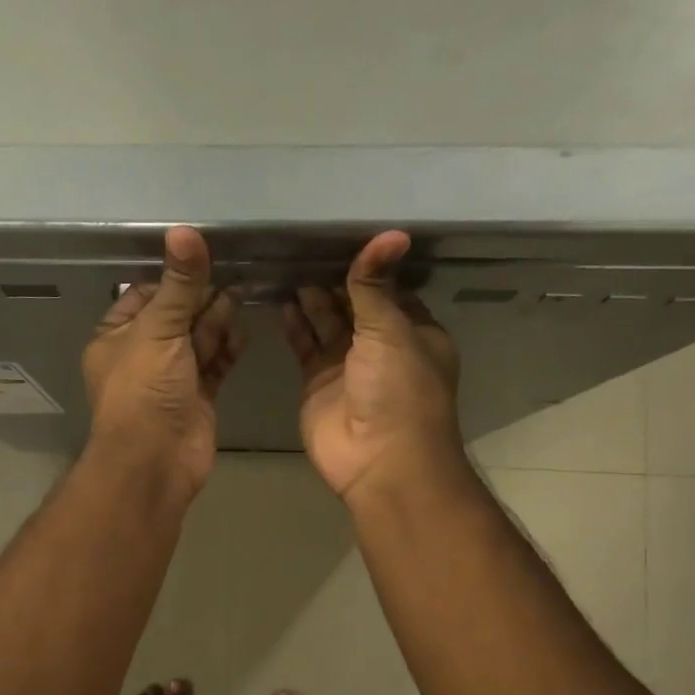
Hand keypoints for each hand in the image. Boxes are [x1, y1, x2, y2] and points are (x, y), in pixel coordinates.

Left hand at [83, 227, 244, 494]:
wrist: (155, 461)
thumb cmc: (144, 390)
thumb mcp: (158, 330)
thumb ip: (178, 284)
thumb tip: (184, 230)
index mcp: (116, 337)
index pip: (143, 295)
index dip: (171, 279)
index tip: (202, 260)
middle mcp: (141, 355)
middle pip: (175, 316)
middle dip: (201, 297)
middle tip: (234, 271)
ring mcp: (171, 379)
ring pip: (197, 340)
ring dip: (218, 319)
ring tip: (245, 291)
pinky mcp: (197, 398)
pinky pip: (214, 365)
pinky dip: (228, 348)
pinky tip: (245, 330)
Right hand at [281, 232, 465, 504]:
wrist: (378, 460)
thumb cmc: (398, 390)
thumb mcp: (391, 330)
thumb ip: (375, 286)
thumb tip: (390, 234)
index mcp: (413, 332)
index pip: (389, 290)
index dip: (367, 268)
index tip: (340, 237)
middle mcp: (381, 347)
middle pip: (354, 305)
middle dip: (334, 280)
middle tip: (303, 247)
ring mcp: (347, 366)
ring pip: (326, 324)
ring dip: (311, 300)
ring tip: (287, 266)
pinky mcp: (318, 383)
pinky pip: (305, 346)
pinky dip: (294, 325)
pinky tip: (280, 301)